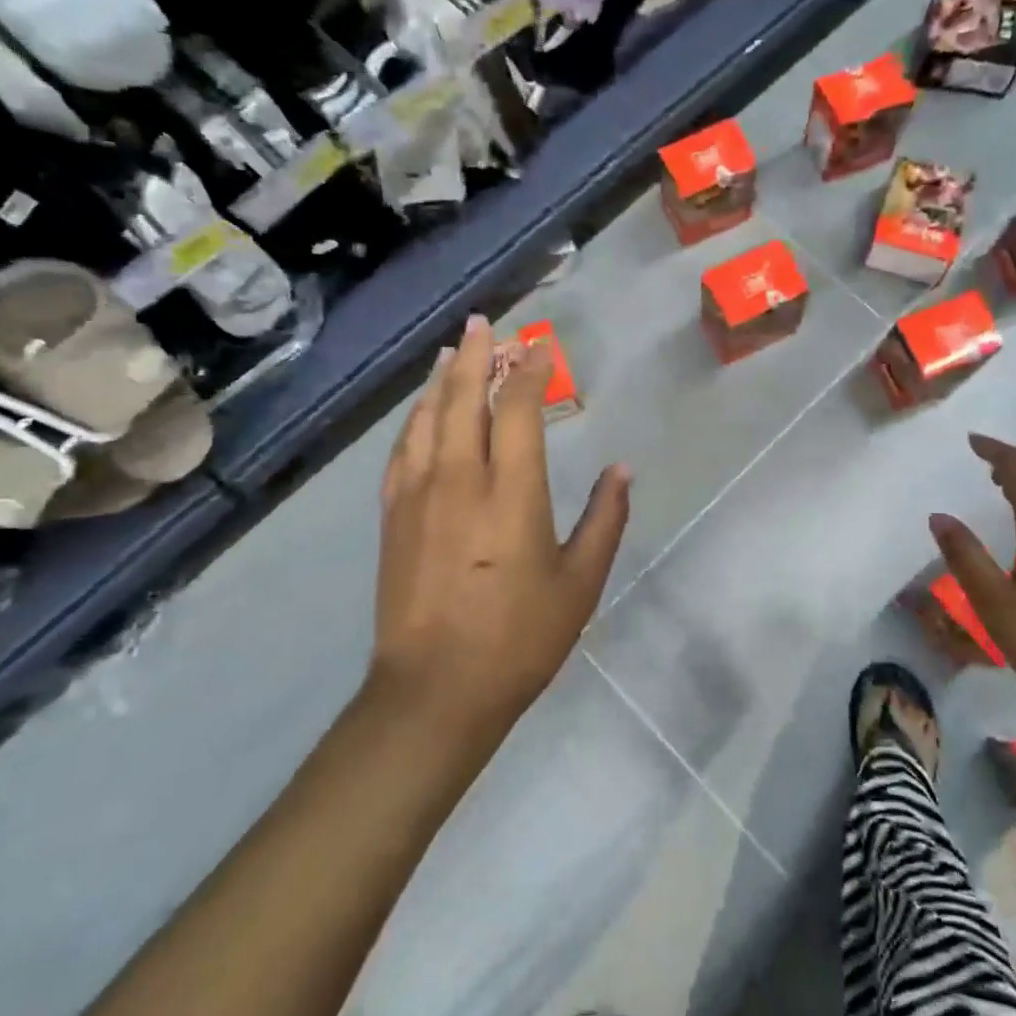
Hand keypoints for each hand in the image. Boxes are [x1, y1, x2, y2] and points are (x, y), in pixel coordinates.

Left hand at [369, 314, 630, 738]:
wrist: (434, 690)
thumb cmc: (519, 638)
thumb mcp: (580, 583)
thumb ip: (605, 520)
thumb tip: (621, 470)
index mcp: (512, 492)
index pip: (519, 410)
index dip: (530, 372)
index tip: (540, 348)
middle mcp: (460, 479)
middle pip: (463, 398)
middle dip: (476, 355)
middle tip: (484, 324)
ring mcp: (418, 495)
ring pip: (427, 418)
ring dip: (441, 379)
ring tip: (451, 353)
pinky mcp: (393, 516)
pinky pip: (402, 450)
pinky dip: (415, 419)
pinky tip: (420, 412)